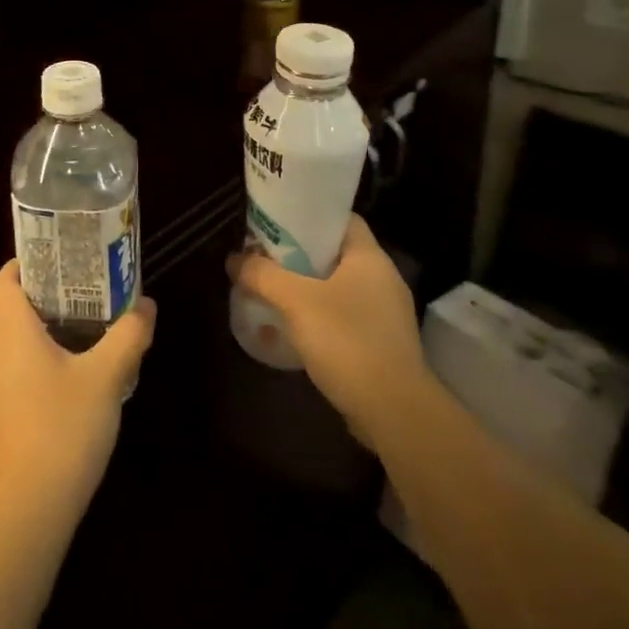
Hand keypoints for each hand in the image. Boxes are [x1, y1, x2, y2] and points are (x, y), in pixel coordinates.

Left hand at [0, 261, 156, 533]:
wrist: (25, 515)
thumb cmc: (63, 429)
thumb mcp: (107, 378)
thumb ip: (128, 336)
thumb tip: (147, 306)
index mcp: (9, 332)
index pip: (4, 280)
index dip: (24, 265)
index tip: (56, 262)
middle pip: (7, 314)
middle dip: (41, 302)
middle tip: (81, 300)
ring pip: (6, 351)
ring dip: (35, 341)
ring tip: (77, 344)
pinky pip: (6, 383)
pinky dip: (28, 375)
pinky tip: (60, 396)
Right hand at [232, 216, 427, 454]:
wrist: (394, 411)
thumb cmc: (347, 341)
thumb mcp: (296, 302)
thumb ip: (263, 275)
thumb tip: (234, 260)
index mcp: (370, 258)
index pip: (342, 220)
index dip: (310, 216)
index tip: (278, 223)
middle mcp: (383, 280)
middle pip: (336, 254)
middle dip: (300, 255)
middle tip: (266, 258)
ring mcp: (386, 314)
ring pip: (340, 288)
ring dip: (309, 288)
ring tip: (274, 292)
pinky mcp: (383, 344)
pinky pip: (346, 317)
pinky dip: (321, 317)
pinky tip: (296, 329)